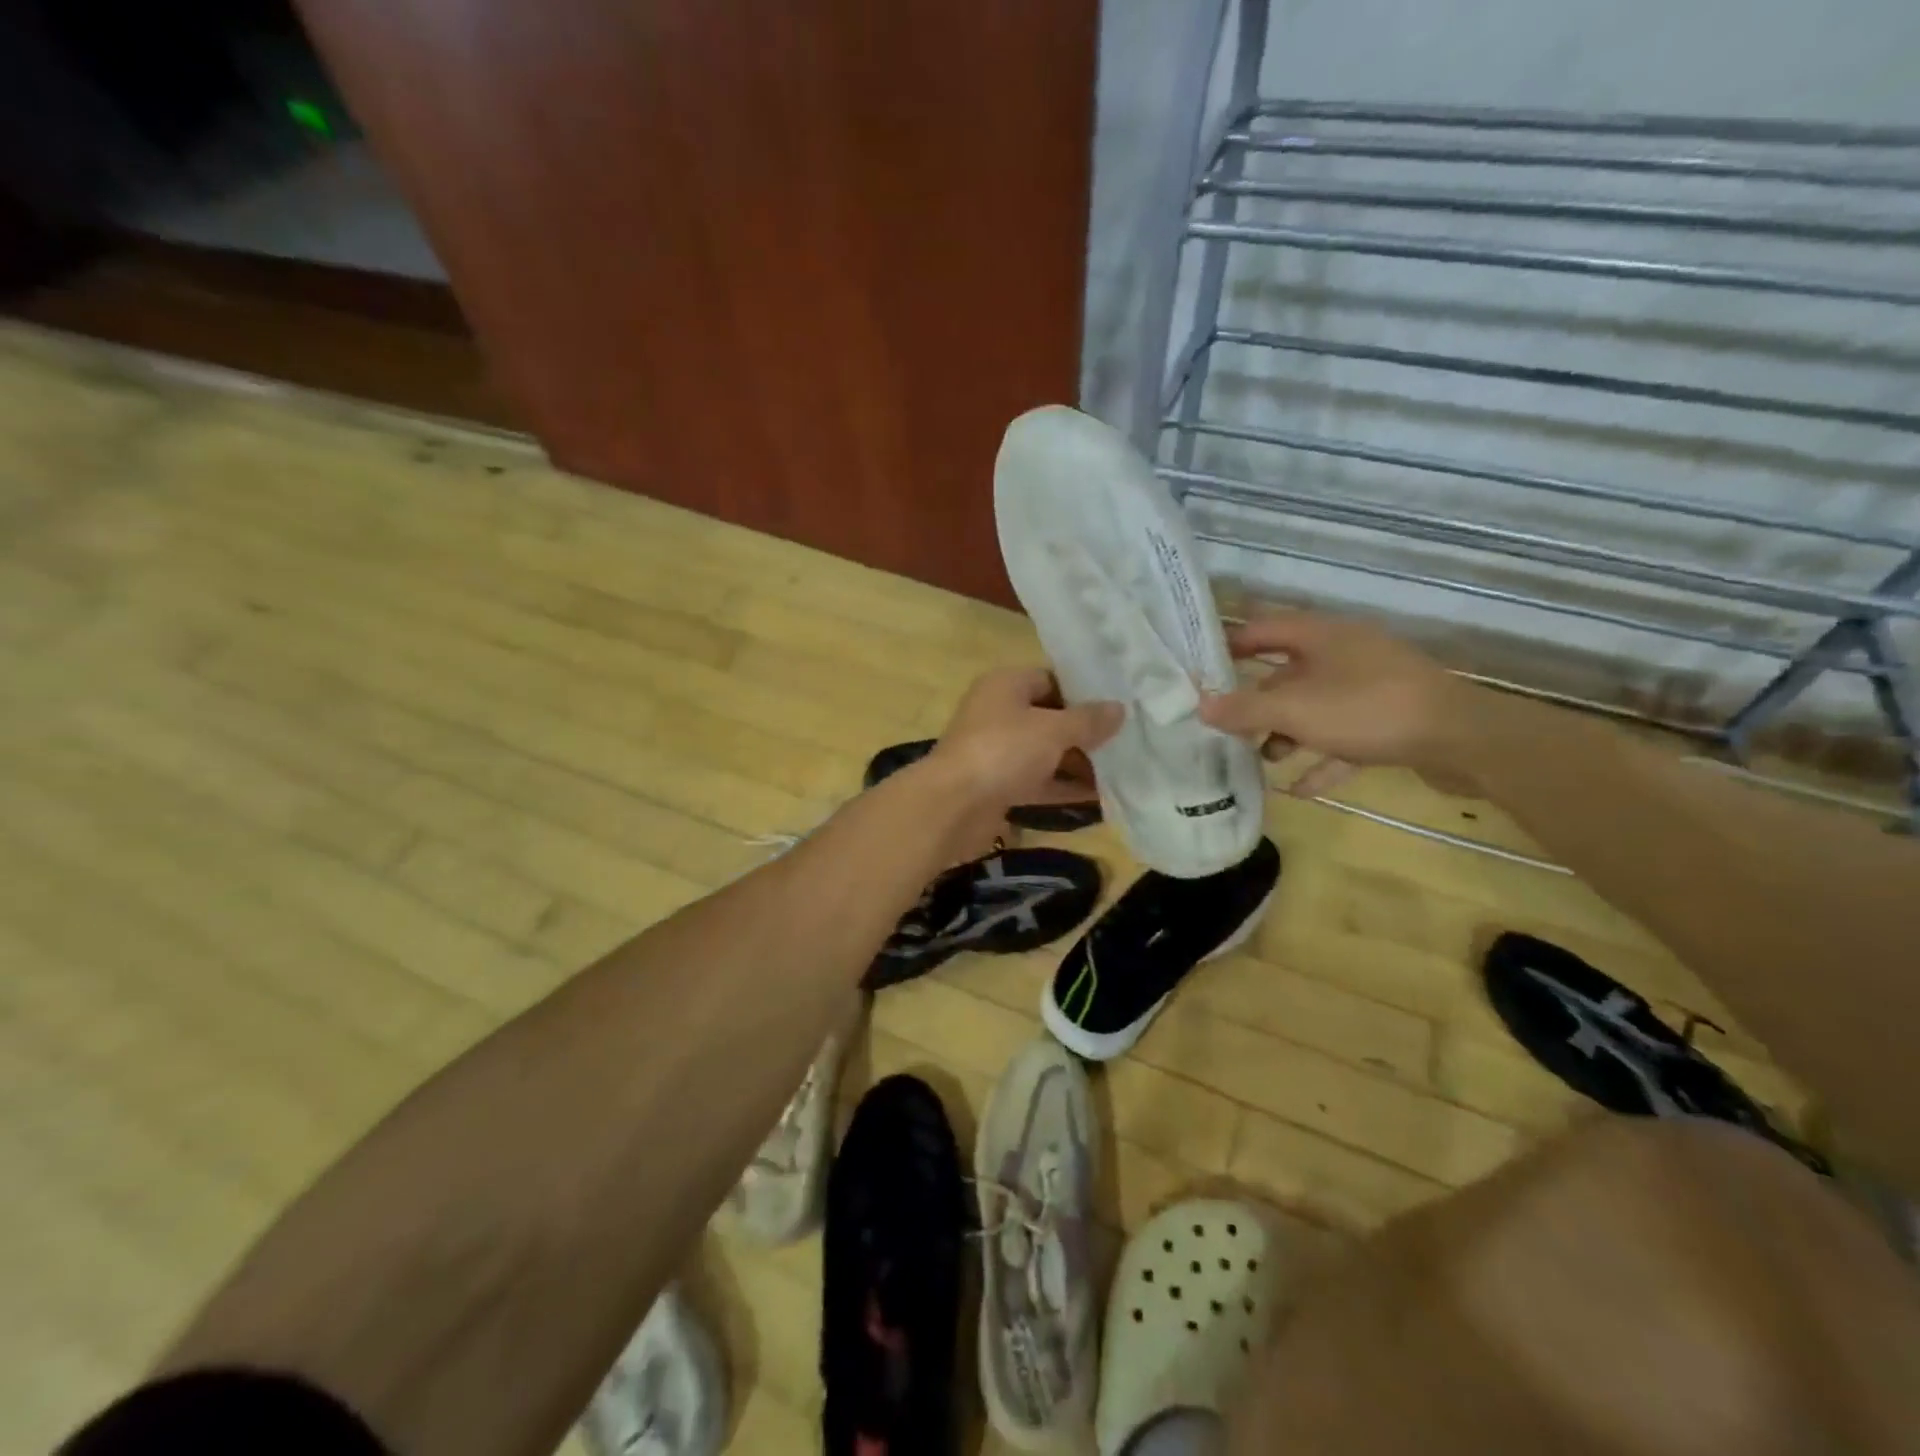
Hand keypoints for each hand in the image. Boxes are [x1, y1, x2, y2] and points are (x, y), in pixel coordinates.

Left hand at [926, 667, 1122, 815]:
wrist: (952, 806)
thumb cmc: (1003, 751)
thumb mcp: (1053, 730)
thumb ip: (1088, 720)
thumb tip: (1119, 709)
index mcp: (1005, 685)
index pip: (1051, 679)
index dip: (1084, 692)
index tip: (1119, 706)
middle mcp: (998, 713)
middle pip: (1049, 718)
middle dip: (1085, 732)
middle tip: (1128, 742)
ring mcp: (996, 752)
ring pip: (1044, 752)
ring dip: (1078, 763)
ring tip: (1123, 771)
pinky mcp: (997, 786)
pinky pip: (1037, 782)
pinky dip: (1063, 788)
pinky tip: (1100, 798)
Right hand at [1196, 611, 1468, 797]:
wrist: (1462, 739)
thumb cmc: (1367, 709)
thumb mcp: (1295, 710)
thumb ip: (1245, 709)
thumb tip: (1200, 706)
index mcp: (1322, 636)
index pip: (1264, 629)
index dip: (1230, 644)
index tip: (1201, 667)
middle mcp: (1346, 654)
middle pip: (1288, 673)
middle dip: (1257, 701)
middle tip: (1227, 725)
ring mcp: (1372, 687)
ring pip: (1316, 707)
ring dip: (1288, 732)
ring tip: (1263, 759)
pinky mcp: (1392, 720)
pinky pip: (1345, 737)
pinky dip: (1323, 758)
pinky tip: (1302, 789)